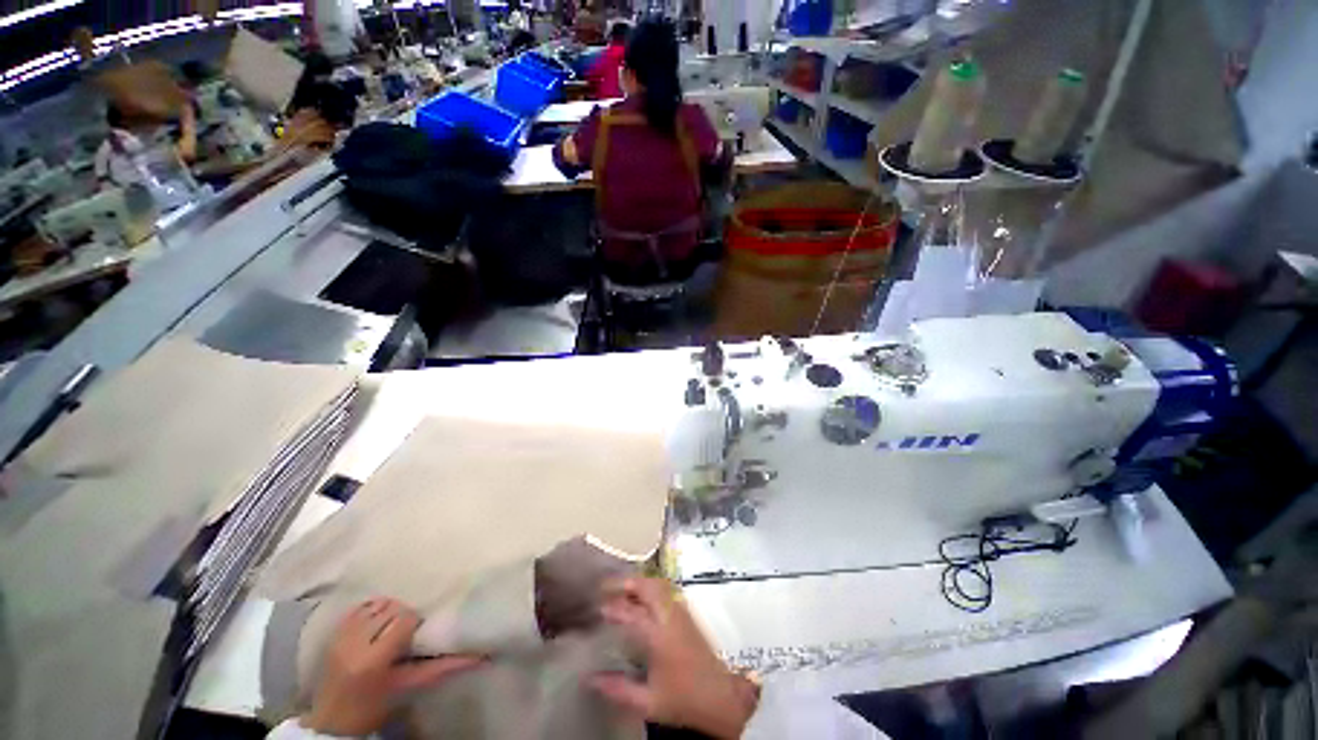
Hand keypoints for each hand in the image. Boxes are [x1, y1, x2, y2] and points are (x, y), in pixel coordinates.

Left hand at [302, 598, 483, 735]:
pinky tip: (376, 622)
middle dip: (403, 615)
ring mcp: (340, 636)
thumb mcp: (409, 686)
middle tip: (407, 631)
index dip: (414, 622)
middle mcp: (354, 642)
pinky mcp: (333, 633)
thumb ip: (443, 668)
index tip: (417, 634)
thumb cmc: (376, 704)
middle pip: (391, 609)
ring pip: (376, 604)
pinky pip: (359, 607)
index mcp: (373, 658)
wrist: (334, 720)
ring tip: (392, 626)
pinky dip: (372, 609)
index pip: (403, 619)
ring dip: (388, 610)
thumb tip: (481, 657)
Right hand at [589, 578, 758, 738]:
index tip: (599, 607)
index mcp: (659, 636)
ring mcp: (682, 612)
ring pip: (660, 585)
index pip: (632, 612)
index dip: (614, 607)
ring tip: (623, 589)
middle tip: (609, 587)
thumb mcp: (648, 702)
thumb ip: (618, 689)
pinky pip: (667, 590)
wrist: (722, 697)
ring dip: (640, 582)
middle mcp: (671, 617)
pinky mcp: (688, 614)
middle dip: (628, 583)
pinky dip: (651, 587)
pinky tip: (643, 598)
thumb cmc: (684, 699)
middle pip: (649, 586)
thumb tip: (590, 679)